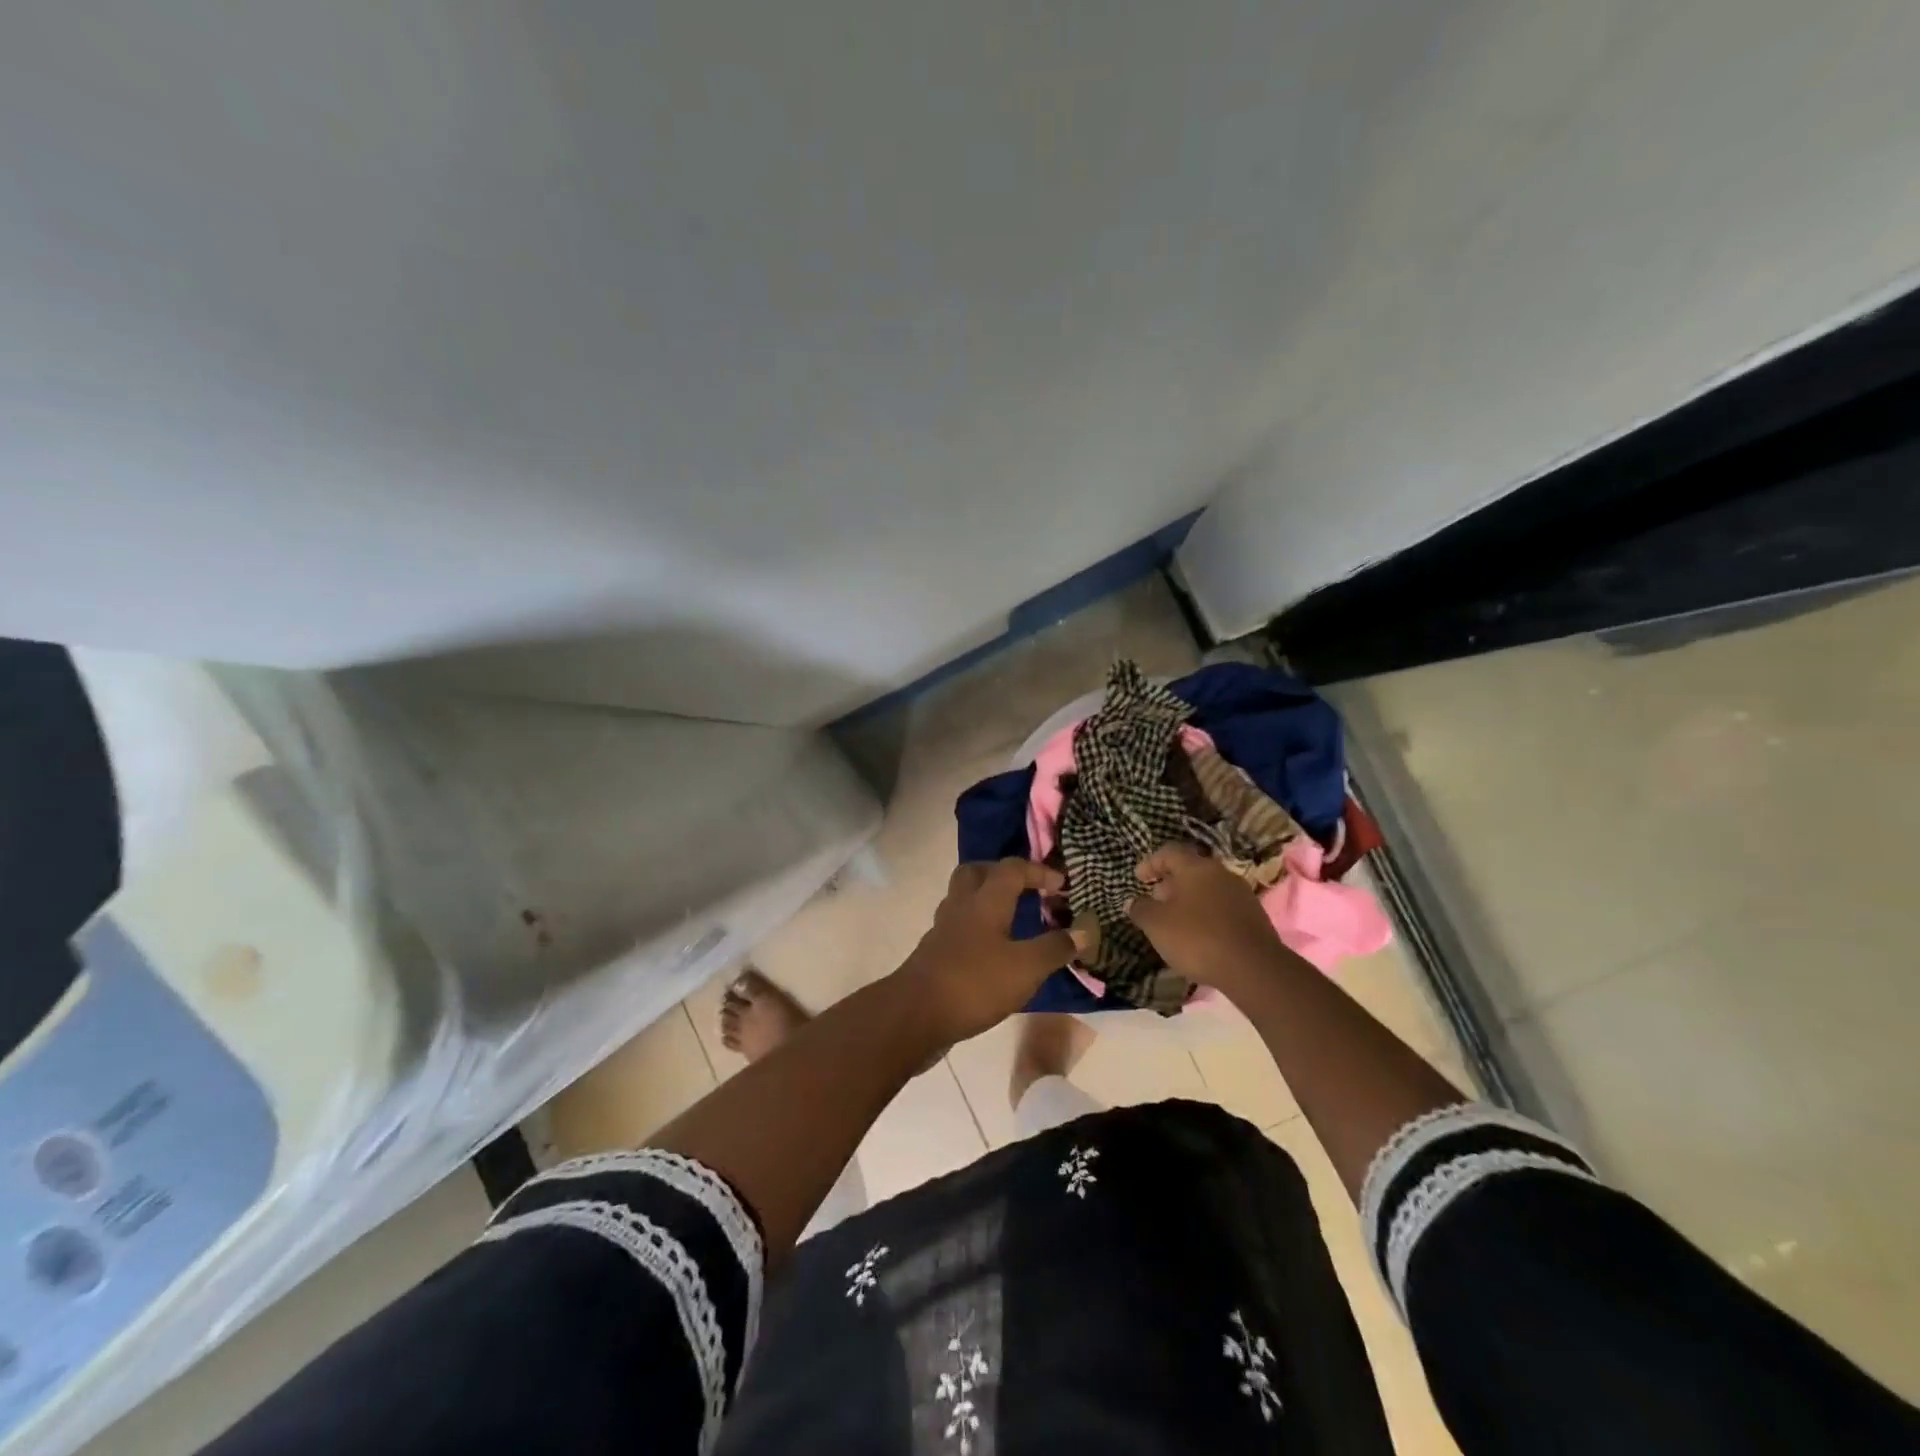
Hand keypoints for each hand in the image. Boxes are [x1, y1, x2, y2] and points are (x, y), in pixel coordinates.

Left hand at [903, 860, 1080, 1041]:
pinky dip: (976, 929)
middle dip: (1001, 874)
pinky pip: (958, 927)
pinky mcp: (934, 953)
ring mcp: (942, 929)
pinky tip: (992, 951)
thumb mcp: (1026, 968)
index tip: (1061, 885)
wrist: (915, 1015)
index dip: (1038, 871)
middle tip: (1025, 888)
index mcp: (985, 900)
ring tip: (1012, 919)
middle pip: (976, 873)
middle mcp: (961, 906)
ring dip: (987, 901)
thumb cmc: (975, 983)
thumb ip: (1055, 948)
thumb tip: (1085, 930)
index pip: (1012, 869)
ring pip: (964, 899)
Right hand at [1126, 842, 1282, 991]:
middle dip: (1169, 884)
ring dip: (1189, 900)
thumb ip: (1141, 909)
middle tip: (1155, 902)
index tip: (1138, 879)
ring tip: (1175, 922)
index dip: (1150, 863)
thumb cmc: (1197, 938)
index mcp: (1196, 867)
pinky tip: (1199, 936)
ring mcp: (1241, 894)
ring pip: (1207, 889)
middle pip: (1190, 870)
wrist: (1254, 968)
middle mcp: (1221, 873)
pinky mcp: (1254, 916)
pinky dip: (1206, 915)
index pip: (1169, 852)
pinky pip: (1222, 908)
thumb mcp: (1157, 925)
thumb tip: (1133, 901)